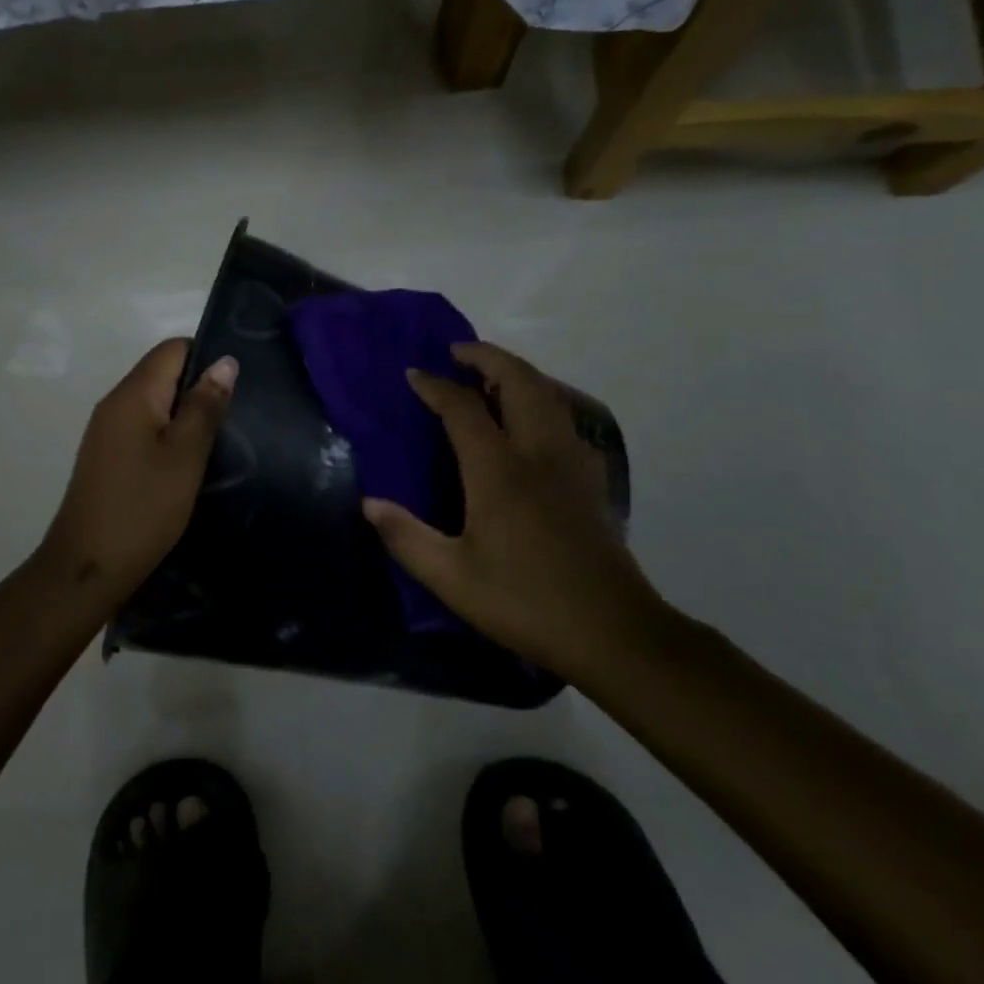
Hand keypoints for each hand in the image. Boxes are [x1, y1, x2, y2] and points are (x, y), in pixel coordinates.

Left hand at [42, 339, 236, 598]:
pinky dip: (169, 434)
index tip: (239, 383)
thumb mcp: (185, 456)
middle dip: (200, 386)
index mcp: (132, 394)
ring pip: (155, 402)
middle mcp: (115, 403)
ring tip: (222, 437)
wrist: (87, 567)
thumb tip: (224, 361)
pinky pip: (144, 427)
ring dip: (186, 413)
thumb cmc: (143, 508)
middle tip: (238, 414)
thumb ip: (204, 406)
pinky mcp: (108, 455)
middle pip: (163, 373)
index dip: (207, 356)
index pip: (172, 349)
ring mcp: (107, 430)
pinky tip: (190, 460)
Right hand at [362, 342, 666, 681]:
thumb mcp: (452, 577)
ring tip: (489, 377)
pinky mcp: (590, 479)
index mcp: (499, 470)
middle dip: (486, 357)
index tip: (413, 374)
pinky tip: (528, 422)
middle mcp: (537, 452)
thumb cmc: (524, 600)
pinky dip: (540, 399)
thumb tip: (370, 504)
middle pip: (518, 381)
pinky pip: (563, 417)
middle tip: (458, 352)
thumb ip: (406, 537)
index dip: (435, 385)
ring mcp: (570, 462)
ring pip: (547, 394)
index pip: (463, 408)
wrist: (613, 632)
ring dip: (517, 373)